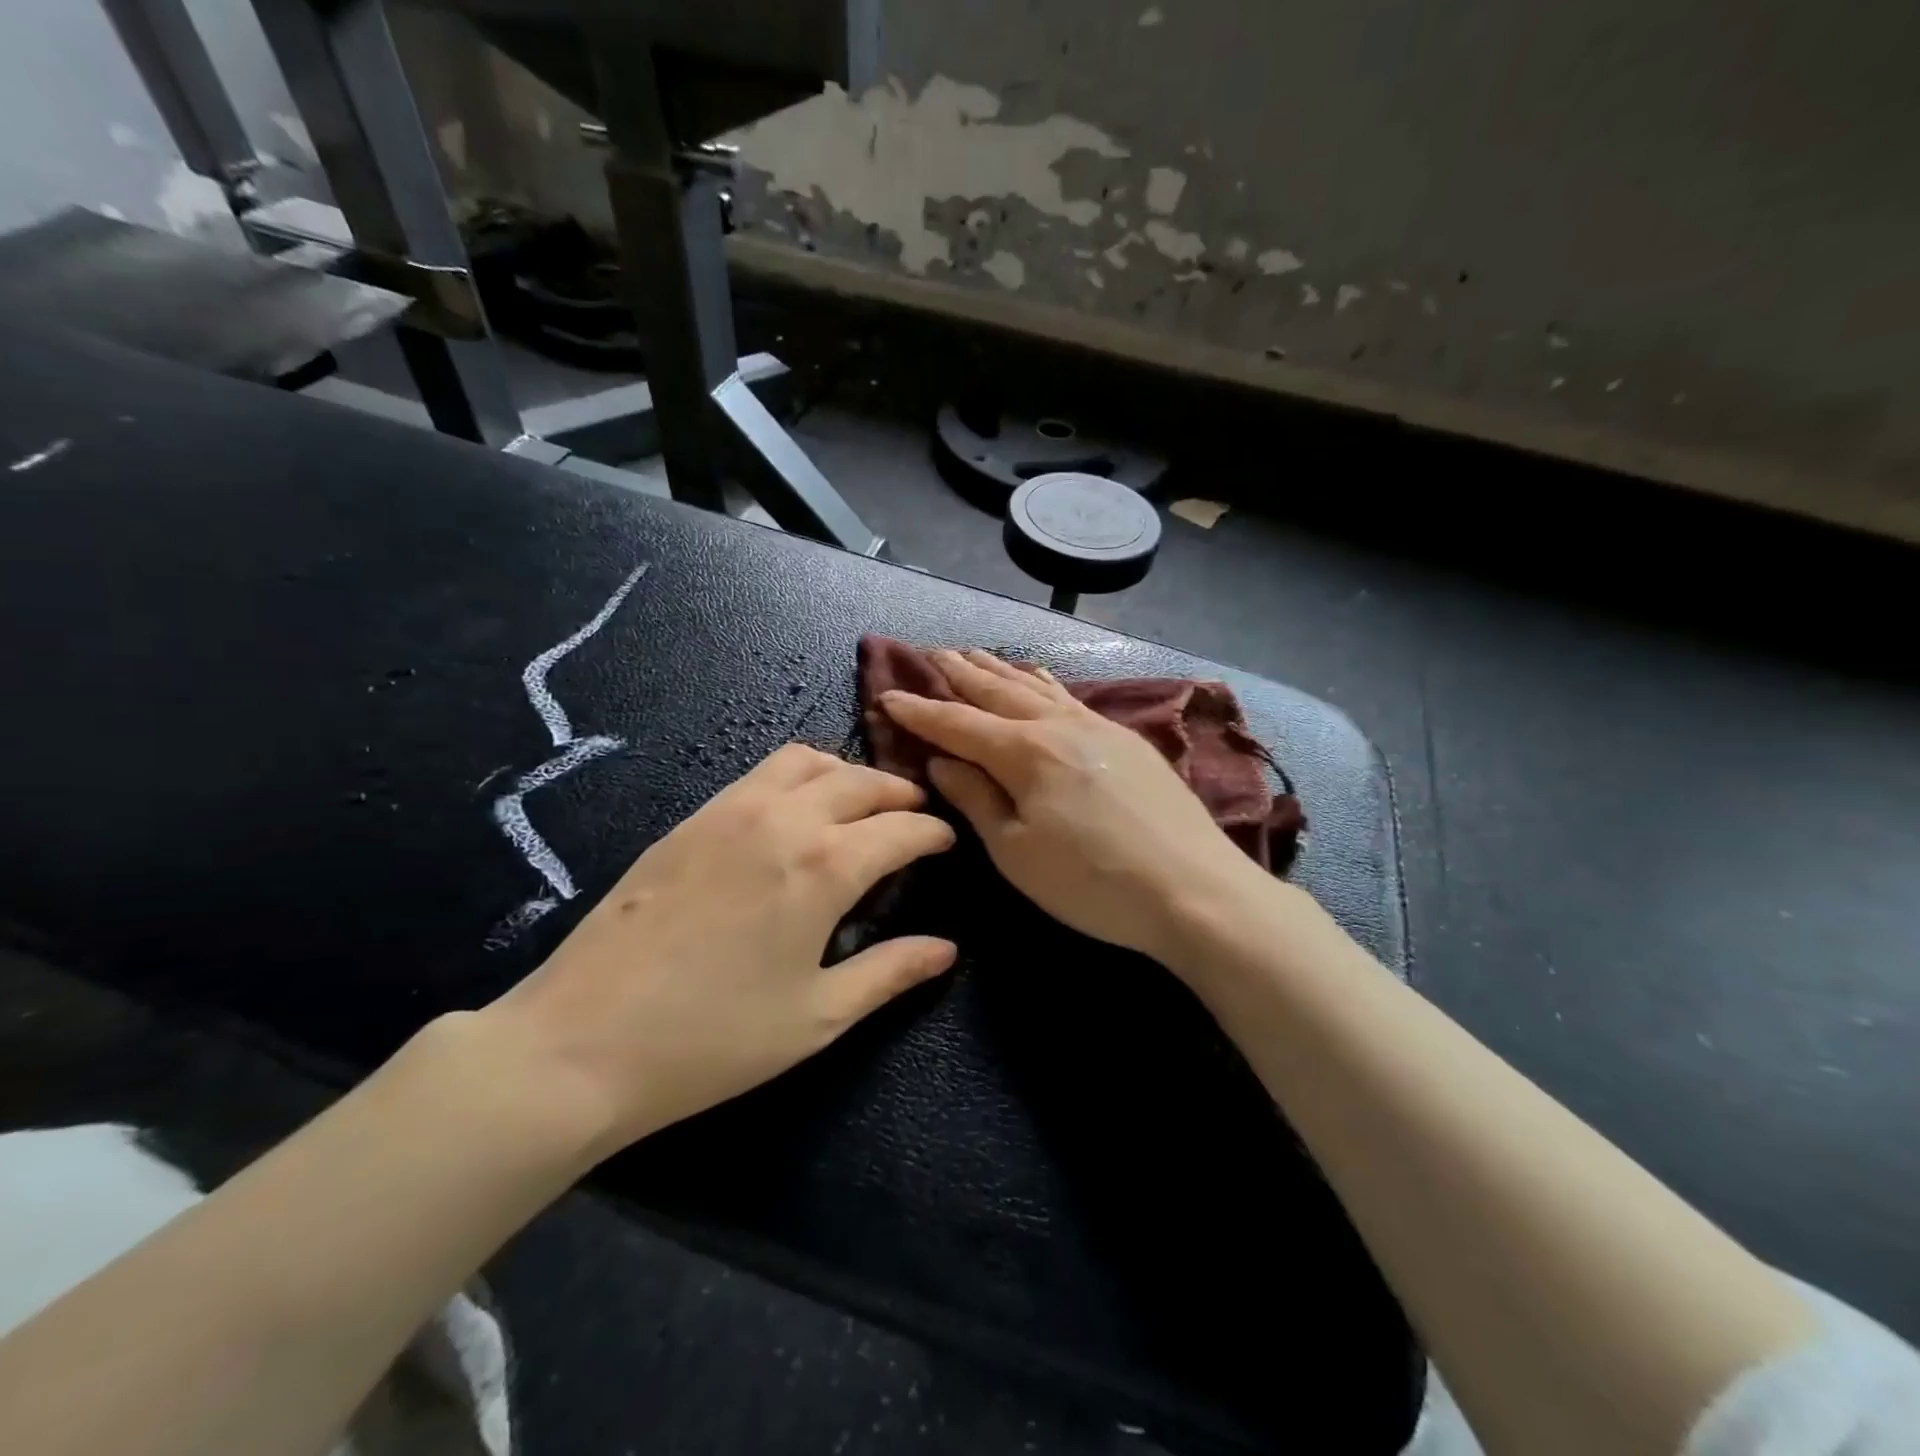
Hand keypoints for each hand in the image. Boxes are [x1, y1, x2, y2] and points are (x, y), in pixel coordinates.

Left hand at [488, 744, 956, 1152]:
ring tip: (860, 801)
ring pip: (806, 760)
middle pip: (859, 780)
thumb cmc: (713, 1039)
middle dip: (898, 794)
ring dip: (846, 772)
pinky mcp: (692, 817)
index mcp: (825, 865)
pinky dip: (798, 776)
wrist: (581, 1041)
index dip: (933, 834)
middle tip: (914, 816)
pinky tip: (795, 810)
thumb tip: (947, 949)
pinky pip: (761, 773)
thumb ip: (890, 972)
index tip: (946, 842)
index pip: (900, 830)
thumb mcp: (818, 1016)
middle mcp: (784, 819)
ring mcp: (731, 810)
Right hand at [879, 649, 1261, 963]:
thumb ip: (976, 799)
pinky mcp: (1126, 740)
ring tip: (975, 653)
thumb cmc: (1091, 883)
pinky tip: (1040, 676)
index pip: (958, 723)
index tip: (886, 694)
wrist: (1193, 889)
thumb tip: (941, 762)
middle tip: (931, 654)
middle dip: (960, 674)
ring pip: (1036, 686)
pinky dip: (1044, 682)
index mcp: (1024, 752)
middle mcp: (1057, 726)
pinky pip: (1070, 697)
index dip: (920, 711)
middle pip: (998, 691)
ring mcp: (1097, 727)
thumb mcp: (1017, 853)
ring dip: (1000, 670)